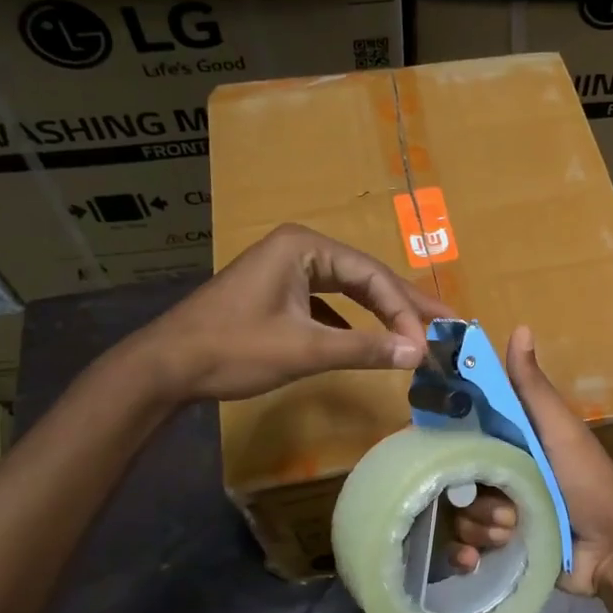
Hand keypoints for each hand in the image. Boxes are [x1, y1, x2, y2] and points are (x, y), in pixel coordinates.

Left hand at [136, 224, 444, 401]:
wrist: (165, 366)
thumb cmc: (234, 349)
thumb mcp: (305, 349)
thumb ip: (365, 348)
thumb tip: (419, 354)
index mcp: (305, 247)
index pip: (371, 276)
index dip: (405, 311)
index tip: (429, 344)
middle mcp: (300, 248)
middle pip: (365, 276)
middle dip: (403, 304)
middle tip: (447, 323)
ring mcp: (286, 269)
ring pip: (348, 289)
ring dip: (380, 312)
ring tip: (418, 330)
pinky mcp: (277, 292)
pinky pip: (327, 301)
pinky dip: (351, 320)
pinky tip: (368, 339)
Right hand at [451, 325, 612, 595]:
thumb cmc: (588, 481)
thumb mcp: (560, 430)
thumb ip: (534, 388)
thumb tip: (519, 326)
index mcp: (509, 442)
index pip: (459, 434)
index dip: (443, 440)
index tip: (431, 448)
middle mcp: (496, 474)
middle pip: (452, 479)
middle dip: (472, 497)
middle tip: (505, 507)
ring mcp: (495, 513)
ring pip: (456, 515)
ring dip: (481, 526)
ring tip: (513, 530)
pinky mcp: (496, 549)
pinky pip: (460, 548)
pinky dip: (467, 553)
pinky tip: (478, 559)